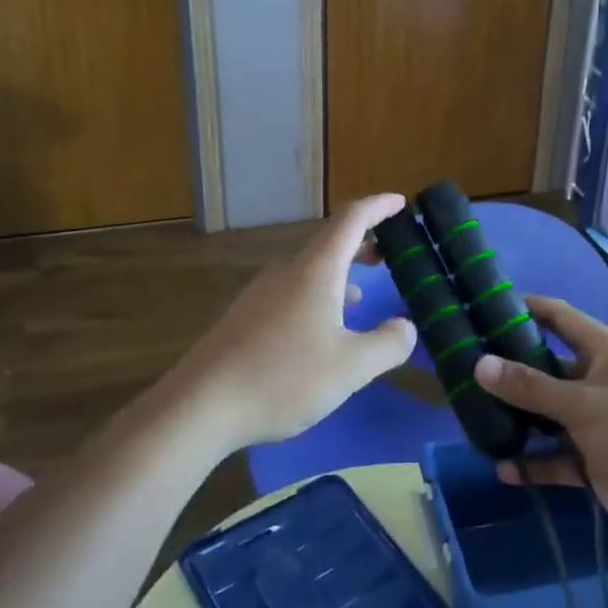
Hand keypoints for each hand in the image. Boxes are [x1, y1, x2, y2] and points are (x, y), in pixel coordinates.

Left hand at [167, 194, 417, 449]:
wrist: (201, 405)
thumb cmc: (283, 378)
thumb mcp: (351, 367)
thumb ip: (388, 344)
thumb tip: (406, 327)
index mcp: (315, 271)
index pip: (350, 220)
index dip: (377, 207)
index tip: (399, 202)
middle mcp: (286, 273)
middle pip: (329, 244)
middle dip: (361, 243)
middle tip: (388, 255)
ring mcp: (260, 294)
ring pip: (308, 272)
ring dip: (339, 274)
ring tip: (360, 294)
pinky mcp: (244, 318)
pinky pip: (290, 293)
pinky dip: (317, 296)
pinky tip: (319, 330)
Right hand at [474, 297, 607, 549]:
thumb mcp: (583, 405)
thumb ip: (531, 386)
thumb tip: (480, 364)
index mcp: (604, 353)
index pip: (560, 318)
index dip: (526, 308)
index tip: (485, 305)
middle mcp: (598, 381)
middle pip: (547, 368)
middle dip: (511, 370)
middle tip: (466, 368)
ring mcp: (596, 423)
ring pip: (548, 415)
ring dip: (518, 419)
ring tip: (474, 418)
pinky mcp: (595, 461)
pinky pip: (557, 457)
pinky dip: (534, 463)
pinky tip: (503, 469)